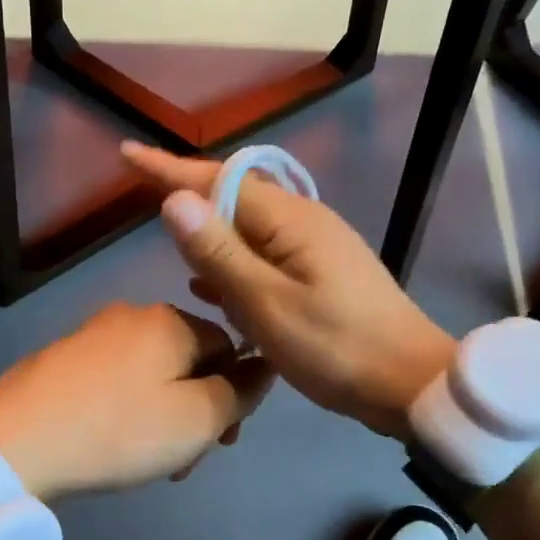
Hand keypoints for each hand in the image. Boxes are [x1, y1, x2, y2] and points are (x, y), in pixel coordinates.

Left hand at [0, 302, 272, 500]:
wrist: (13, 443)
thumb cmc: (117, 430)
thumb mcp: (196, 419)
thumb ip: (240, 392)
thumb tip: (264, 367)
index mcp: (171, 320)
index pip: (229, 346)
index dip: (235, 395)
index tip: (222, 442)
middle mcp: (133, 314)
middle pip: (189, 361)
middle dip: (197, 410)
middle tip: (183, 461)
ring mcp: (93, 333)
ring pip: (152, 374)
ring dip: (164, 416)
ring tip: (147, 463)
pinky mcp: (63, 357)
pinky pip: (116, 379)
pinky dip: (127, 409)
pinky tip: (111, 444)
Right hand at [123, 142, 455, 438]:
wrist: (411, 385)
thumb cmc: (337, 348)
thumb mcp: (267, 305)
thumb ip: (220, 253)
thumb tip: (174, 200)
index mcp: (290, 220)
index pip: (218, 180)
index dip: (169, 168)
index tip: (128, 153)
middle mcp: (303, 222)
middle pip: (233, 197)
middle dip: (189, 197)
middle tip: (142, 197)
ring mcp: (315, 248)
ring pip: (247, 230)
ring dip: (210, 236)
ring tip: (172, 247)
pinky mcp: (321, 274)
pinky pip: (264, 257)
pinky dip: (233, 265)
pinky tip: (211, 287)